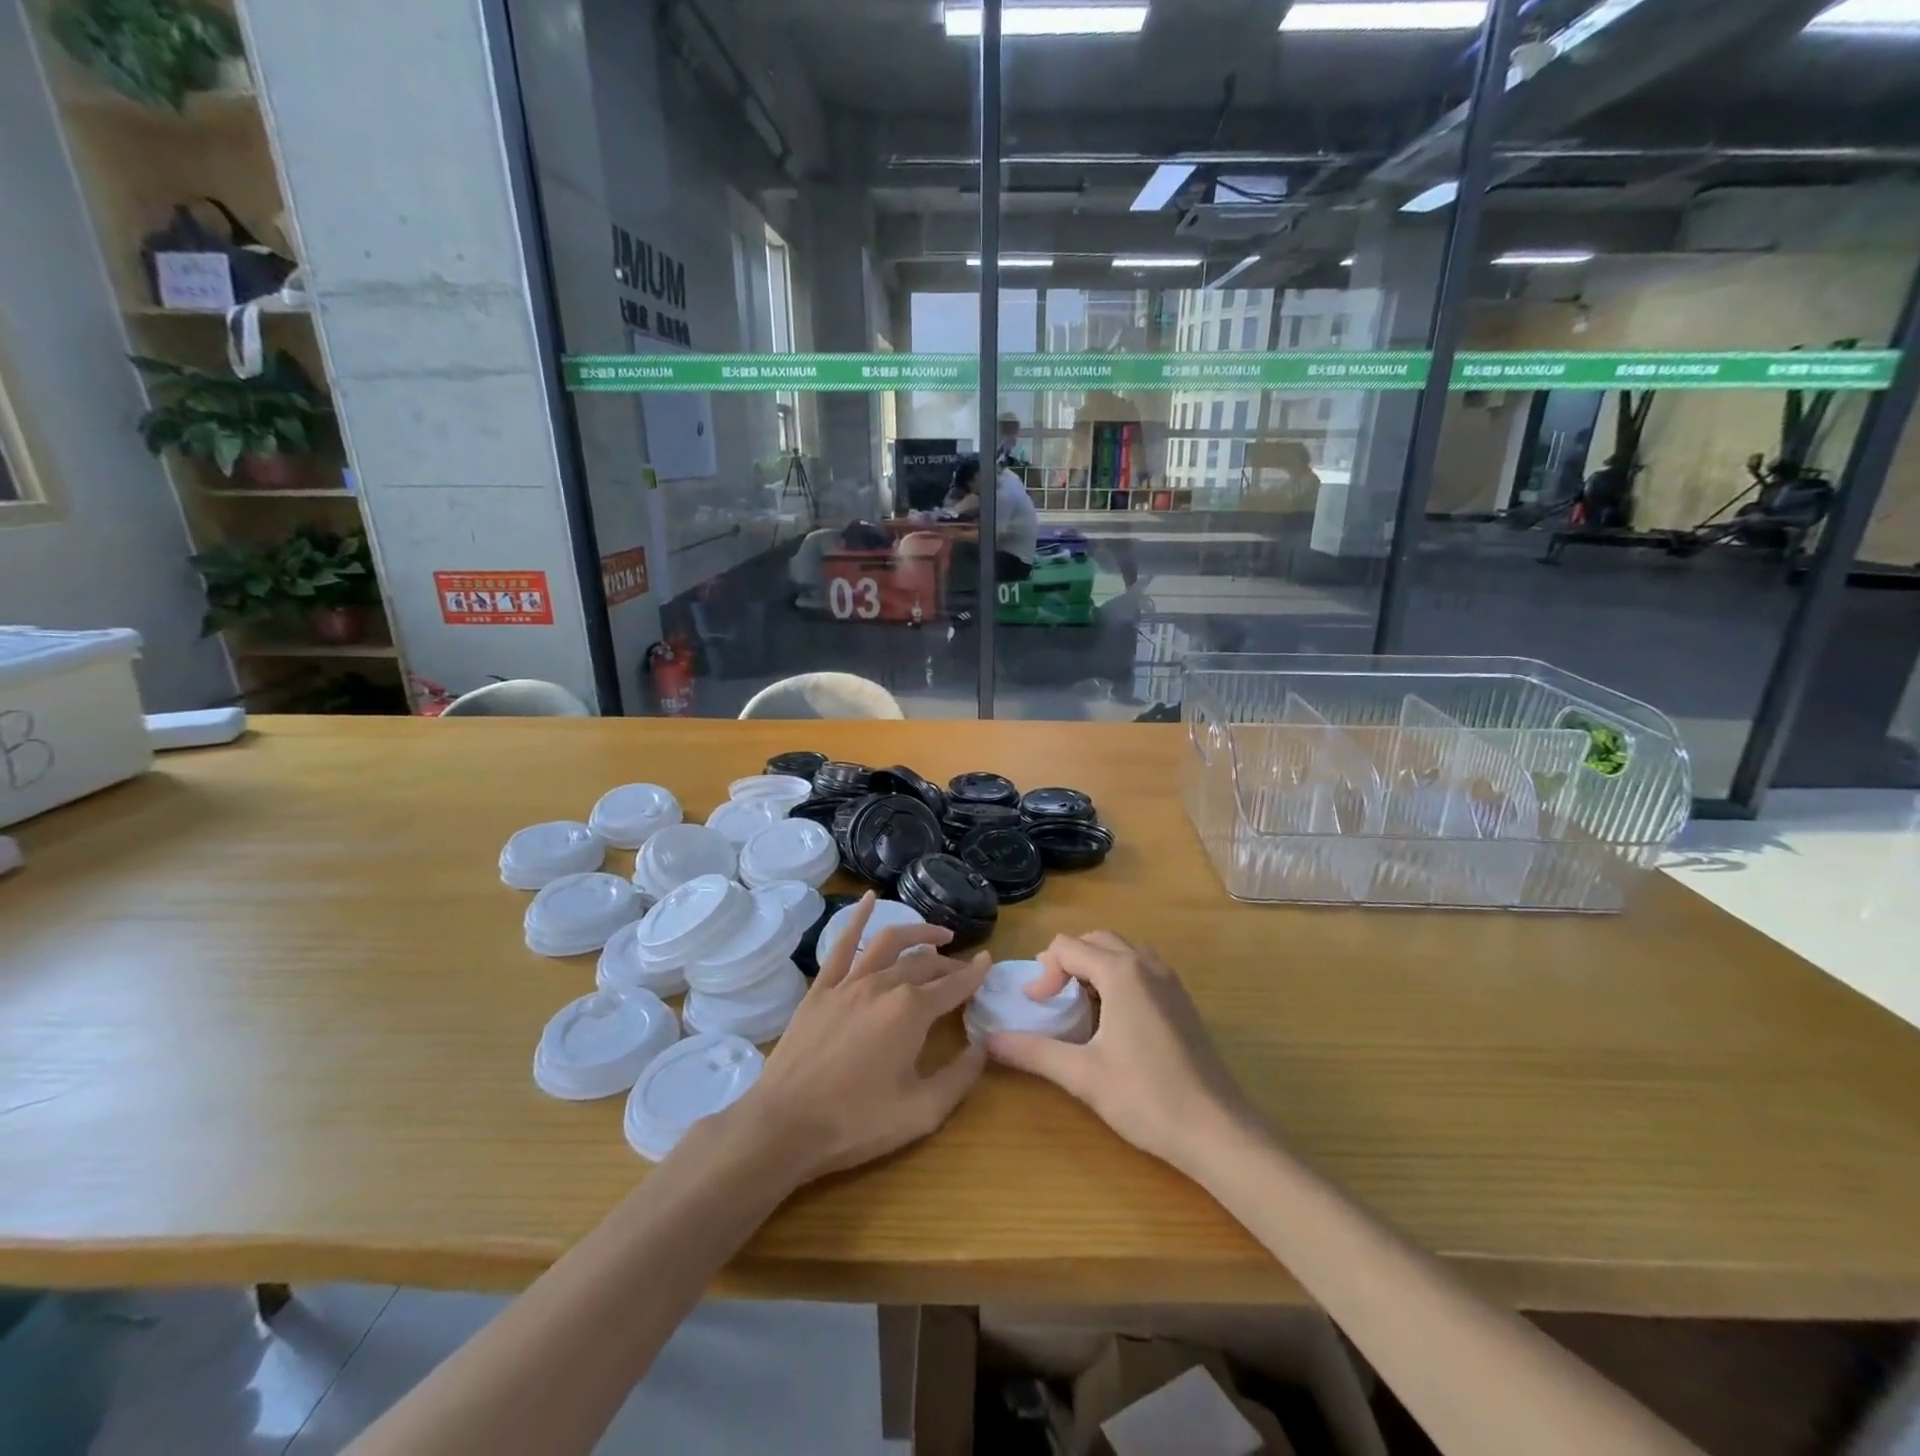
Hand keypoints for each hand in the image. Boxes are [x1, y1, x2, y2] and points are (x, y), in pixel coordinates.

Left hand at [734, 894, 991, 1185]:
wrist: (785, 1124)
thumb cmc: (856, 1122)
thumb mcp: (922, 1112)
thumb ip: (960, 1078)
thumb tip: (983, 1046)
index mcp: (911, 1011)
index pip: (953, 985)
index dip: (975, 974)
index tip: (989, 961)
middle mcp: (883, 985)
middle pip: (924, 963)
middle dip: (948, 964)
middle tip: (961, 970)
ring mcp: (848, 983)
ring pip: (888, 943)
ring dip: (916, 933)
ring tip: (935, 935)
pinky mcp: (820, 989)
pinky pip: (841, 944)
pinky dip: (858, 917)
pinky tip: (869, 898)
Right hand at [984, 931, 1260, 1176]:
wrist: (1217, 1130)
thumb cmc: (1146, 1097)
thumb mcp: (1082, 1075)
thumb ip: (1033, 1051)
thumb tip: (988, 1040)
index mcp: (1121, 972)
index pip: (1068, 947)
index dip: (1044, 972)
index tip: (1035, 1006)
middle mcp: (1147, 964)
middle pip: (1095, 940)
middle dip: (1067, 961)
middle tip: (1050, 997)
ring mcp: (1170, 981)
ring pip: (1122, 951)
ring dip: (1093, 966)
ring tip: (1077, 1004)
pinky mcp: (1182, 1000)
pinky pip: (1142, 969)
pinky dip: (1117, 977)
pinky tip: (1112, 1019)